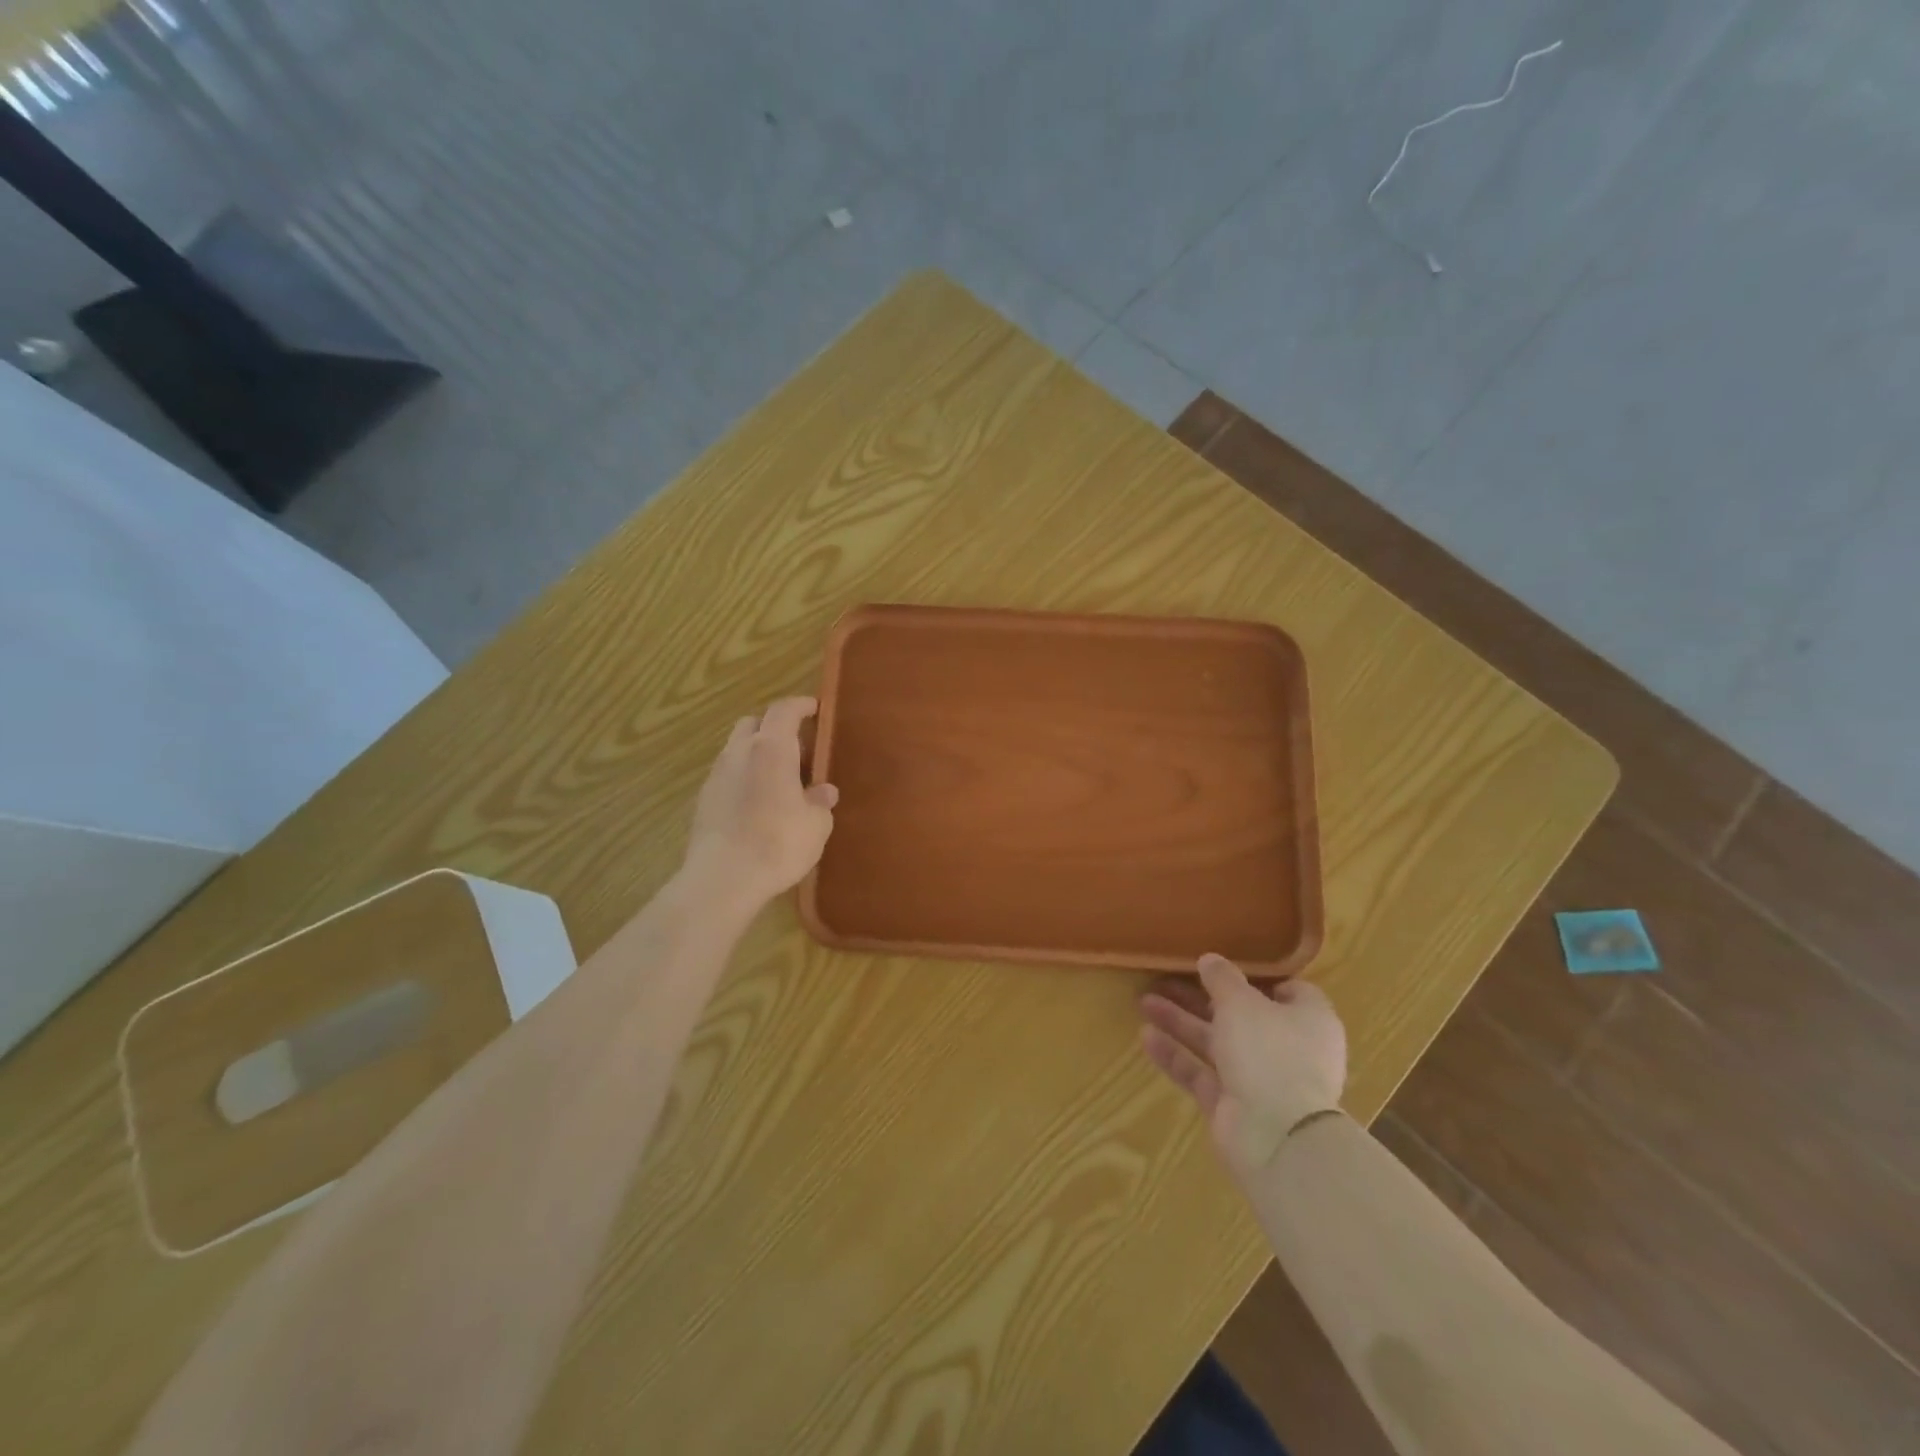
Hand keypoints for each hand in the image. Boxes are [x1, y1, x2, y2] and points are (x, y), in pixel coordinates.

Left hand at [685, 697, 838, 910]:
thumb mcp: (816, 824)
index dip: (801, 705)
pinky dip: (744, 777)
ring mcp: (716, 775)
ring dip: (757, 753)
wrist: (723, 878)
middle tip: (797, 747)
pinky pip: (727, 775)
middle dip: (774, 727)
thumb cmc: (778, 843)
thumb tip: (823, 791)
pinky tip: (757, 802)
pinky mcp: (703, 799)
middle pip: (754, 723)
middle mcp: (740, 752)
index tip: (814, 708)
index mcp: (772, 748)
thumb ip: (820, 802)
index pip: (784, 710)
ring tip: (778, 777)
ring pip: (737, 749)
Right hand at [1140, 954, 1346, 1183]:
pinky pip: (1202, 1074)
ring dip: (1182, 1023)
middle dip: (1201, 998)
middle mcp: (1288, 1049)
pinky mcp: (1234, 1106)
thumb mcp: (1241, 1001)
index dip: (1256, 978)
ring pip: (1217, 1044)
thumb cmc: (1269, 1051)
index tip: (1222, 967)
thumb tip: (1210, 959)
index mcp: (1308, 1020)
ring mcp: (1261, 1081)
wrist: (1277, 1136)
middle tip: (1165, 979)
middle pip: (1241, 1016)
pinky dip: (1176, 1056)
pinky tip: (1145, 1037)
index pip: (1289, 992)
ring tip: (1144, 1002)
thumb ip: (1222, 978)